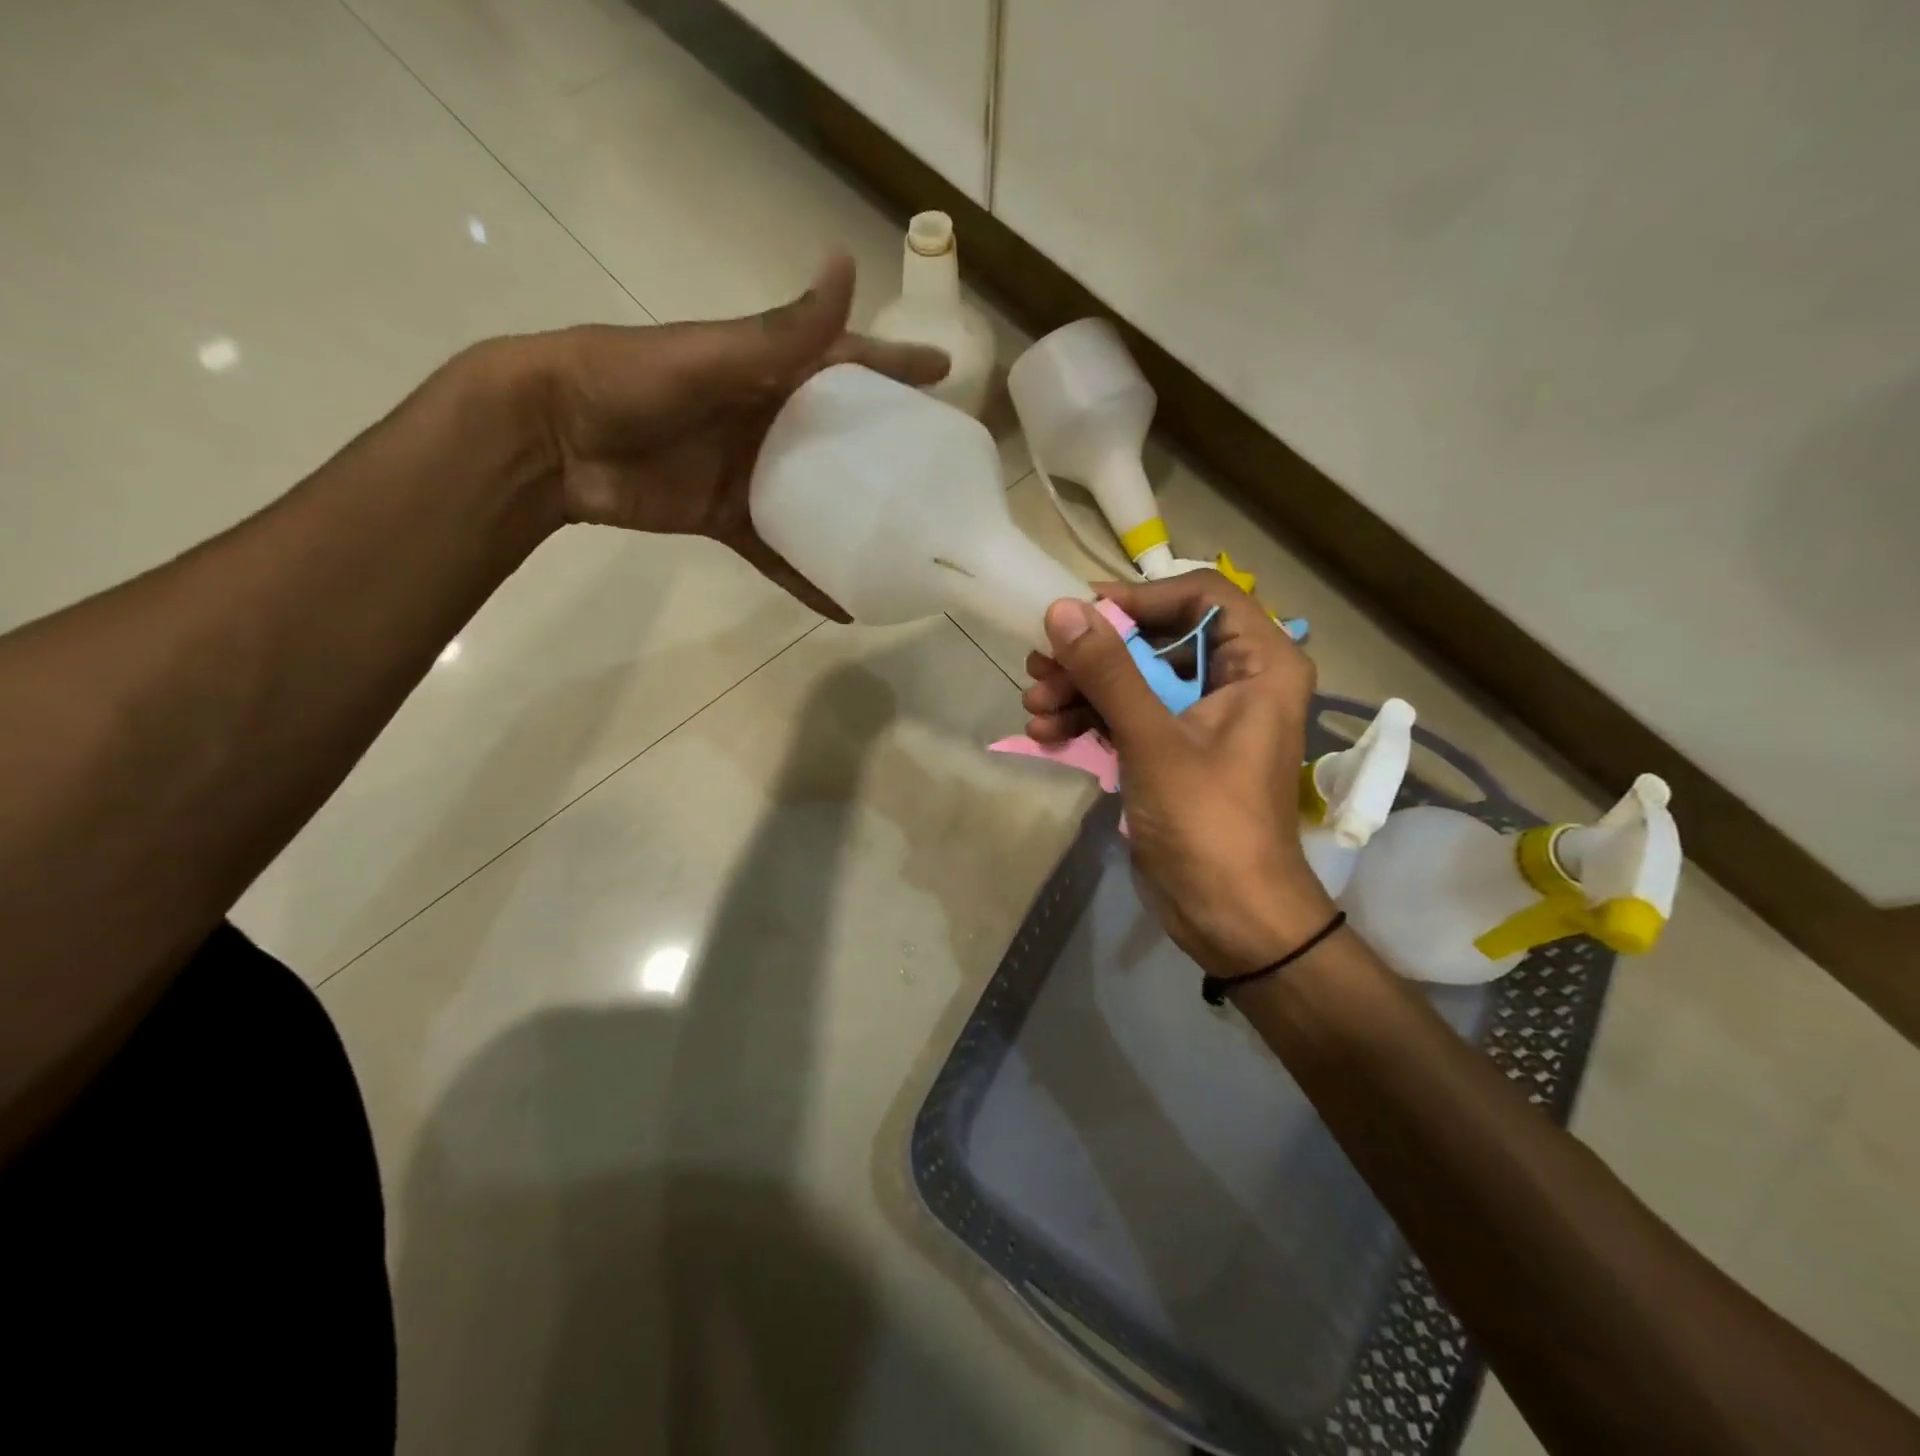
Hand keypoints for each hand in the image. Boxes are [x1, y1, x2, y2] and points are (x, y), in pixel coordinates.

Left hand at [508, 255, 948, 617]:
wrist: (552, 439)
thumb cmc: (628, 382)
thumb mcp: (710, 356)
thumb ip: (779, 332)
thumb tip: (846, 265)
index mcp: (769, 370)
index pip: (848, 363)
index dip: (896, 367)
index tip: (947, 375)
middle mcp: (769, 420)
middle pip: (843, 437)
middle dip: (889, 452)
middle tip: (941, 477)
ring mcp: (752, 473)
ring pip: (818, 500)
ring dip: (856, 522)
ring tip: (905, 546)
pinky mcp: (729, 517)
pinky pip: (780, 552)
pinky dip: (808, 578)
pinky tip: (846, 605)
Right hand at [1022, 572, 1335, 974]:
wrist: (1229, 915)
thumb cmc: (1209, 821)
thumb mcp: (1153, 740)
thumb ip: (1108, 672)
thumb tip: (1062, 609)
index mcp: (1259, 664)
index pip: (1201, 596)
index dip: (1140, 598)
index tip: (1083, 615)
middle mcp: (1234, 681)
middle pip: (1155, 639)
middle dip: (1093, 655)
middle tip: (1040, 668)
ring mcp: (1198, 718)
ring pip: (1132, 679)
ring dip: (1079, 690)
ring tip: (1035, 707)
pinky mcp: (1171, 750)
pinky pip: (1125, 716)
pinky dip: (1087, 720)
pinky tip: (1046, 735)